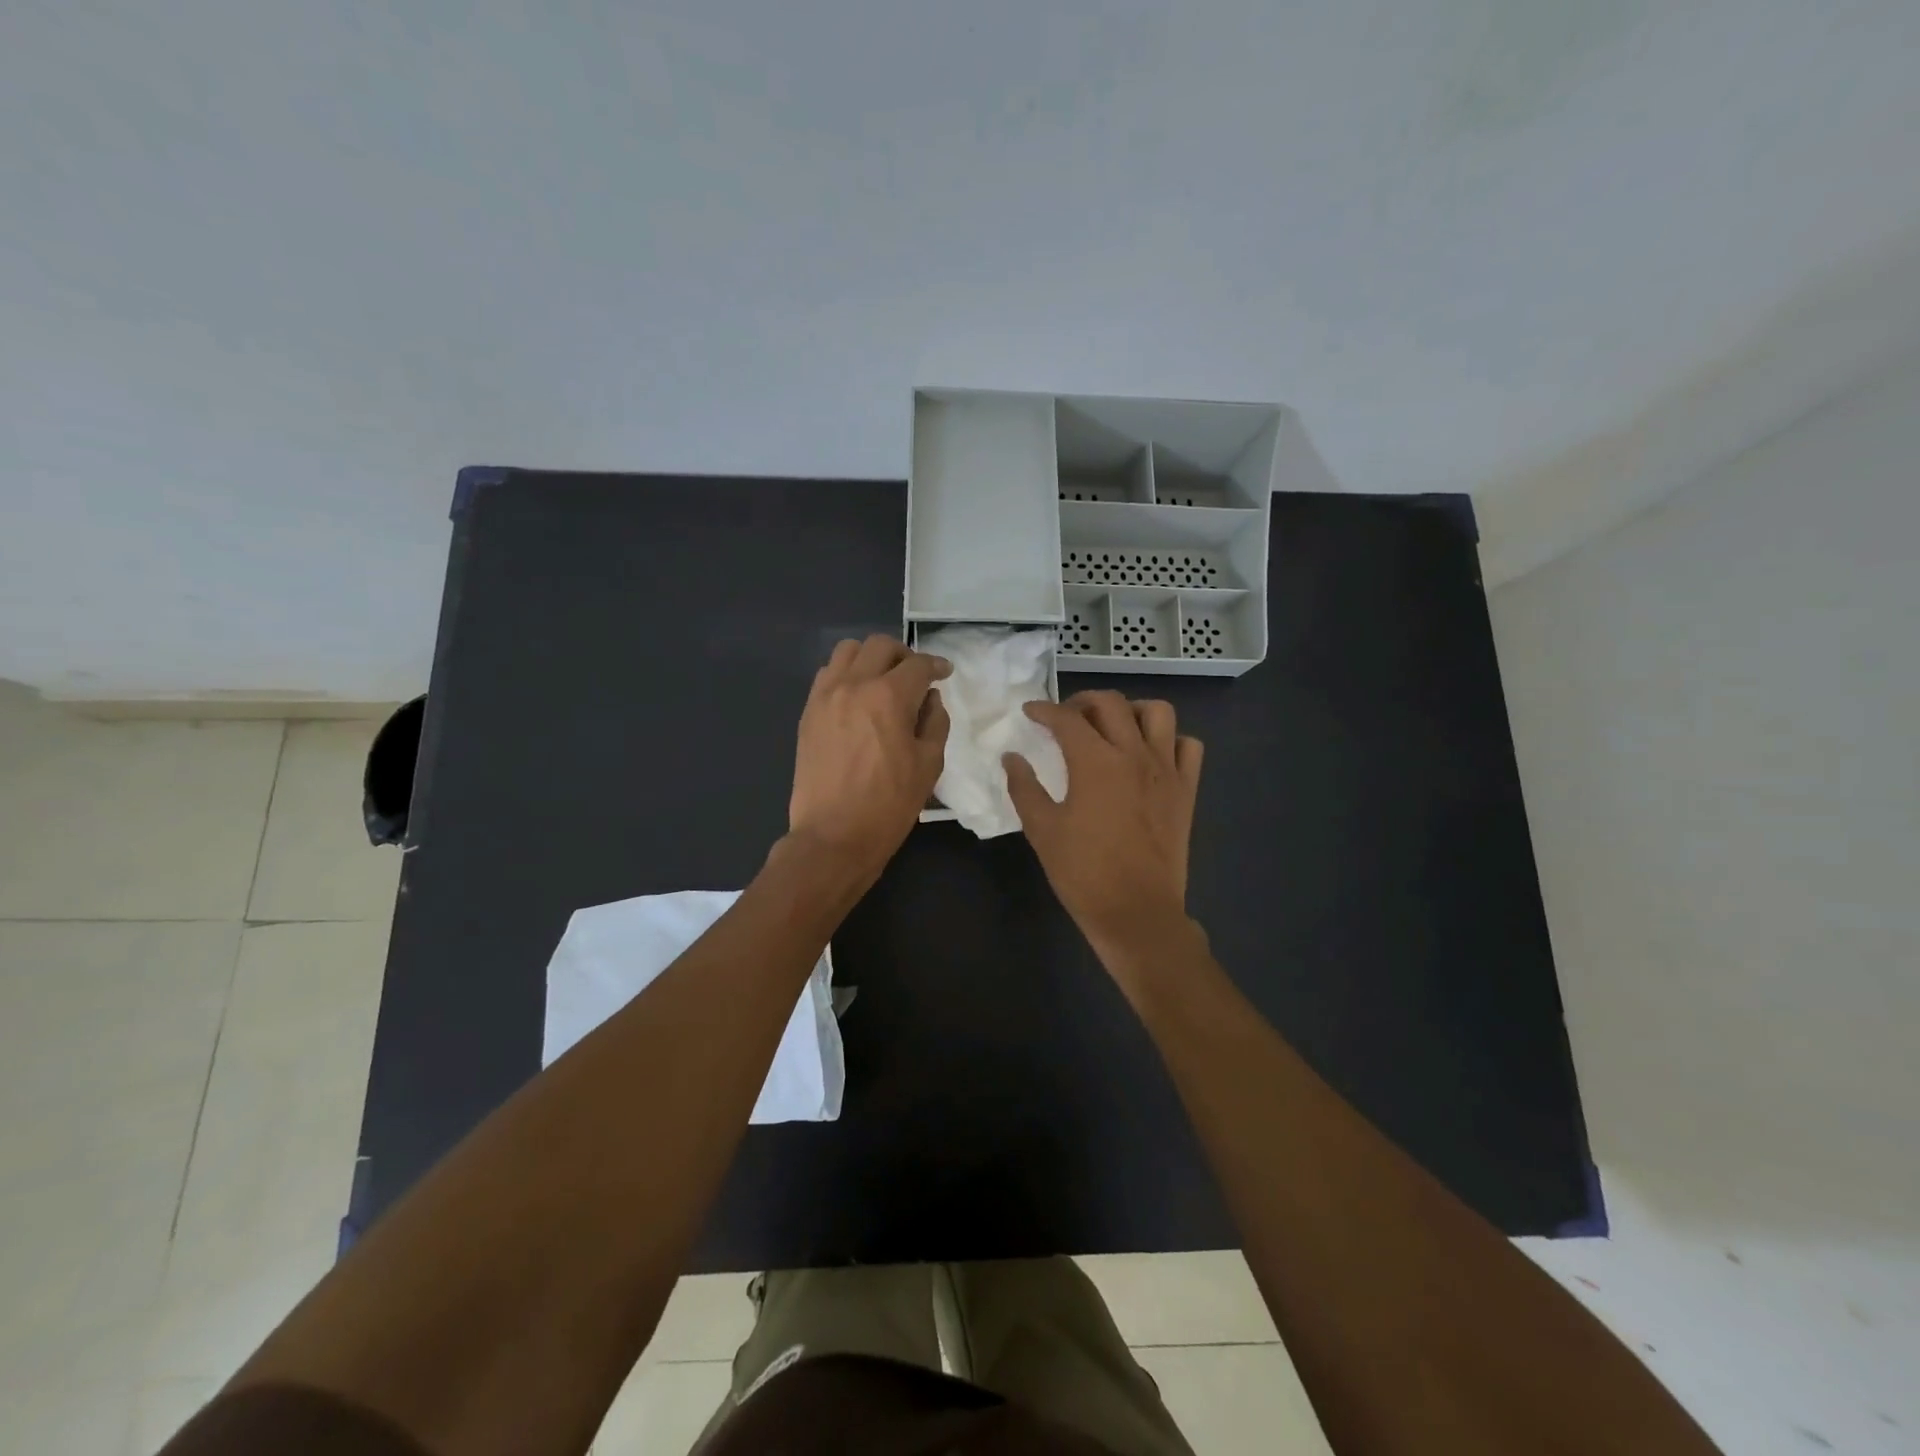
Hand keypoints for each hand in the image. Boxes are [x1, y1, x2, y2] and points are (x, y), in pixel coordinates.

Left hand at [788, 635, 950, 883]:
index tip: (944, 673)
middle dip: (904, 655)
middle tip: (915, 676)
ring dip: (871, 658)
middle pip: (880, 646)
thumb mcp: (929, 765)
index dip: (937, 665)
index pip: (918, 665)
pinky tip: (857, 698)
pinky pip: (827, 675)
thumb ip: (935, 722)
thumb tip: (930, 699)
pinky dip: (846, 675)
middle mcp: (854, 685)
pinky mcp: (808, 712)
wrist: (833, 836)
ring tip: (882, 681)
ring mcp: (825, 696)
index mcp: (889, 697)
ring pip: (848, 651)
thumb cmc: (889, 804)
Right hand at [1004, 691, 1203, 966]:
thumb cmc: (1083, 872)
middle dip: (1083, 701)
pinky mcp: (1186, 790)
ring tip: (1113, 727)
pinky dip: (1170, 740)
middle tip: (1066, 717)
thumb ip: (1024, 787)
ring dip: (1131, 710)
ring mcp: (1166, 770)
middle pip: (1111, 704)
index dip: (1044, 710)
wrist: (1136, 912)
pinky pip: (1188, 746)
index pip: (1066, 719)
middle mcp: (1134, 754)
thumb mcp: (1042, 829)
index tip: (1030, 712)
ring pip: (1158, 713)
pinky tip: (1150, 755)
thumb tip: (1011, 757)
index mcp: (1095, 762)